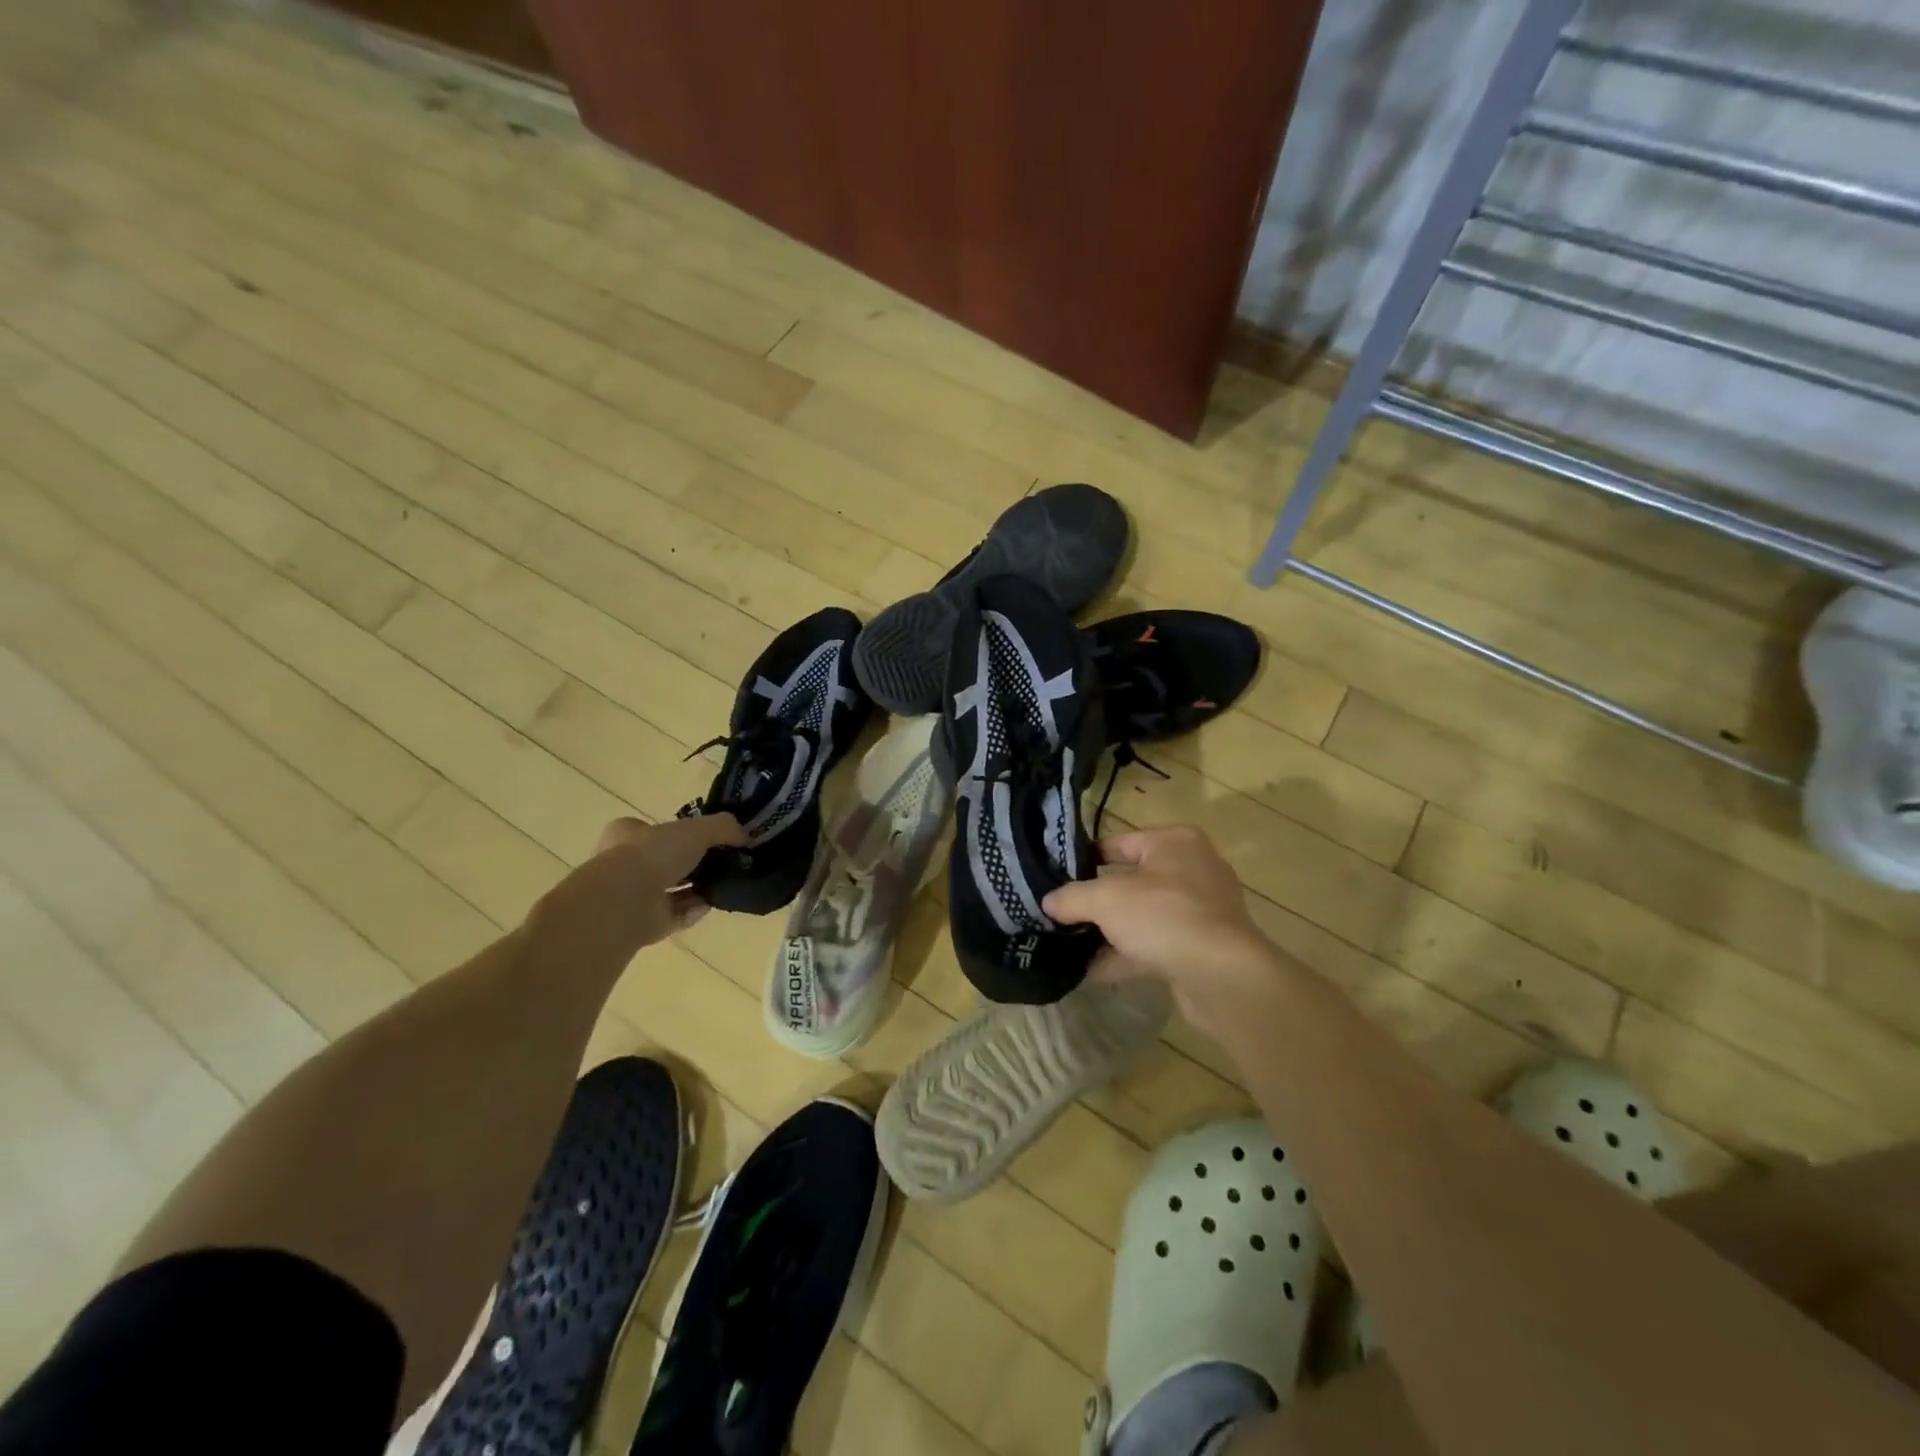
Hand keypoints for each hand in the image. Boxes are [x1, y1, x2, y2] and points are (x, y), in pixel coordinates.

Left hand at [532, 814, 749, 962]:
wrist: (624, 901)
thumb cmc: (653, 854)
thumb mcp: (697, 828)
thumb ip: (723, 827)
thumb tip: (747, 835)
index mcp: (627, 834)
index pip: (655, 830)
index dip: (682, 833)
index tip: (710, 840)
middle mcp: (624, 864)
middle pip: (666, 862)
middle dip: (694, 864)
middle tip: (724, 863)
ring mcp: (632, 897)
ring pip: (671, 891)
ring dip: (697, 889)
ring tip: (726, 884)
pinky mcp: (642, 924)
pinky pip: (675, 915)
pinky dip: (694, 911)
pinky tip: (712, 905)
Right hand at [1043, 826, 1280, 1023]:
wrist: (1223, 976)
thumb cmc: (1164, 916)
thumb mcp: (1105, 900)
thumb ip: (1072, 897)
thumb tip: (1048, 902)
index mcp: (1175, 842)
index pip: (1119, 842)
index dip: (1086, 859)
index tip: (1057, 878)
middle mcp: (1193, 869)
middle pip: (1132, 880)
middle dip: (1098, 901)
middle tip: (1063, 913)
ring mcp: (1203, 910)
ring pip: (1145, 915)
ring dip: (1112, 932)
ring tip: (1074, 946)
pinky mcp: (1205, 947)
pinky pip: (1157, 944)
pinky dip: (1129, 955)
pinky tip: (1097, 972)